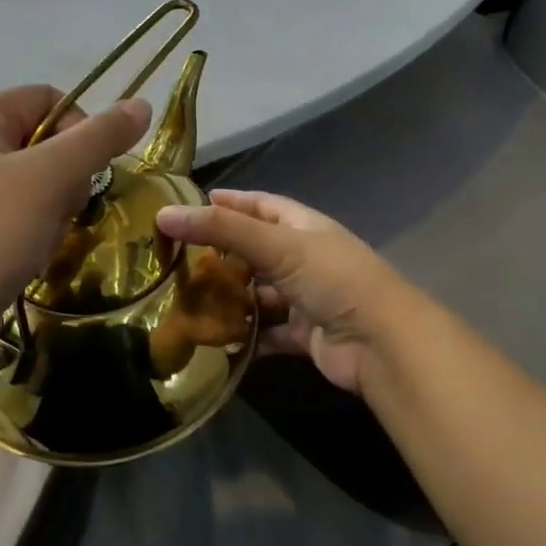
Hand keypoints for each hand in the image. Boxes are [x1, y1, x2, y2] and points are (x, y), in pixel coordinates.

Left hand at [0, 85, 150, 369]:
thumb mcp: (50, 178)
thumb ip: (99, 138)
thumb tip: (141, 103)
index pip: (48, 99)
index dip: (81, 129)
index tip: (90, 173)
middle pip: (43, 143)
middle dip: (66, 179)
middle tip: (62, 211)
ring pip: (34, 185)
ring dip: (52, 213)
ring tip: (39, 242)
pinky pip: (14, 218)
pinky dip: (31, 235)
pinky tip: (26, 260)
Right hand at [156, 189, 402, 393]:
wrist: (381, 343)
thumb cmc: (332, 279)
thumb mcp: (276, 245)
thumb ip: (221, 229)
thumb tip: (164, 214)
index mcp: (303, 227)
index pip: (260, 205)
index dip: (229, 202)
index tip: (191, 204)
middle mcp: (304, 258)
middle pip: (255, 250)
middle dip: (221, 254)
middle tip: (175, 258)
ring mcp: (305, 297)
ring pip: (259, 293)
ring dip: (230, 297)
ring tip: (185, 299)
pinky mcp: (304, 334)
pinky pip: (267, 332)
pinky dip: (245, 336)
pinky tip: (213, 340)